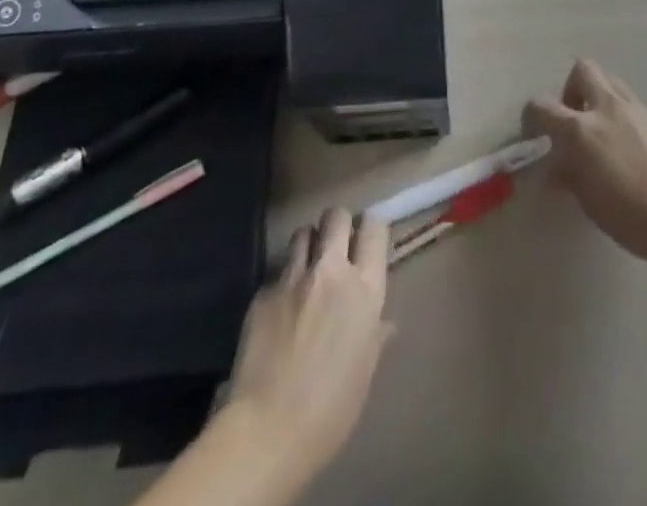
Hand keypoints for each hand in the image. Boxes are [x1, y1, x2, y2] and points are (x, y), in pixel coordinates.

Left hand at [228, 207, 390, 482]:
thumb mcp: (364, 372)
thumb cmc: (330, 410)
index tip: (367, 240)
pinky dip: (282, 283)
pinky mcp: (263, 292)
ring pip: (302, 232)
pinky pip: (277, 273)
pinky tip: (279, 312)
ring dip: (308, 244)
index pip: (374, 228)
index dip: (371, 228)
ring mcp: (294, 278)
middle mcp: (331, 271)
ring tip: (307, 268)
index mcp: (364, 289)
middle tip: (336, 246)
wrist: (267, 429)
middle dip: (337, 224)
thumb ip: (374, 336)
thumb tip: (383, 324)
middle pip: (336, 216)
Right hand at [523, 58, 646, 265]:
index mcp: (581, 129)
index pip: (542, 105)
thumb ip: (568, 176)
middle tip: (574, 120)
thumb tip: (555, 168)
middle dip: (572, 89)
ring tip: (602, 132)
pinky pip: (632, 105)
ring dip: (599, 97)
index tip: (536, 134)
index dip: (532, 116)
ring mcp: (636, 109)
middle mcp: (606, 108)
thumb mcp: (589, 201)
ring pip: (610, 81)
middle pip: (582, 70)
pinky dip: (623, 116)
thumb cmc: (631, 216)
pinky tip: (631, 149)